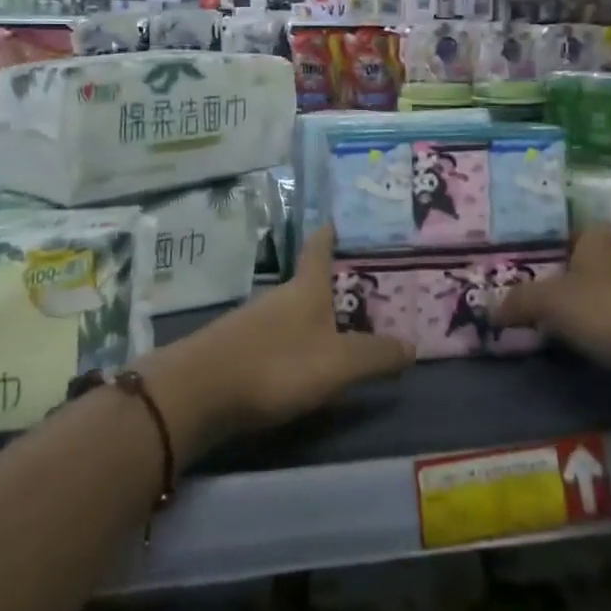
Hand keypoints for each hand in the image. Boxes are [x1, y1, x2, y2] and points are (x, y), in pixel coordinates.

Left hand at [140, 228, 414, 450]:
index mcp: (305, 289)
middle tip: (368, 287)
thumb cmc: (275, 365)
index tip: (340, 217)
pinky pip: (277, 337)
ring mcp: (254, 322)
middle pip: (308, 281)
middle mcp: (279, 297)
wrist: (197, 393)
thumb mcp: (336, 364)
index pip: (319, 248)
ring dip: (315, 316)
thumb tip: (412, 345)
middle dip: (333, 283)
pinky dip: (295, 341)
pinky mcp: (237, 349)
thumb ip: (374, 356)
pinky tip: (304, 362)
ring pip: (292, 311)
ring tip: (343, 328)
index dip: (330, 232)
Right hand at [491, 222, 610, 374]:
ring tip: (553, 323)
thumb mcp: (547, 301)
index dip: (545, 248)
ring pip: (602, 289)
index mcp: (598, 235)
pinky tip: (585, 342)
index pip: (566, 232)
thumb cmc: (601, 308)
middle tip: (532, 297)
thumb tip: (490, 310)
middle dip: (562, 279)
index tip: (524, 269)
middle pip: (583, 262)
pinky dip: (602, 326)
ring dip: (583, 305)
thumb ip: (517, 301)